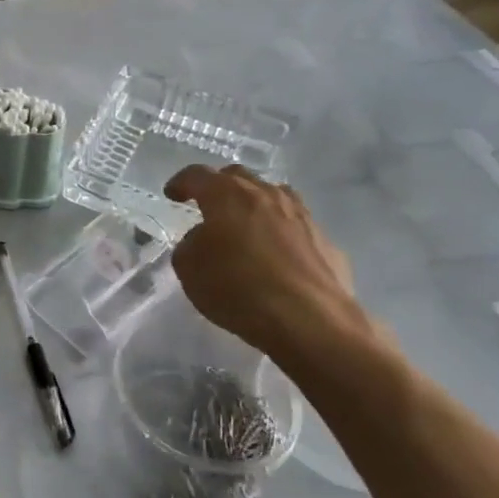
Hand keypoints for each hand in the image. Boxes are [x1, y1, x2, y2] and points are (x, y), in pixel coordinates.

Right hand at [165, 166, 387, 369]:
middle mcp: (266, 195)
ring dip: (256, 205)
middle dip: (220, 187)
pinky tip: (278, 257)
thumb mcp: (189, 268)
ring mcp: (301, 216)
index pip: (197, 175)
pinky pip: (297, 227)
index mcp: (227, 195)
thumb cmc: (238, 288)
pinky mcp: (326, 242)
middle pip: (239, 177)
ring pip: (274, 196)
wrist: (310, 322)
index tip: (172, 194)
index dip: (181, 183)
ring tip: (247, 226)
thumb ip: (190, 244)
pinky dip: (282, 234)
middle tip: (209, 206)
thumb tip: (205, 239)